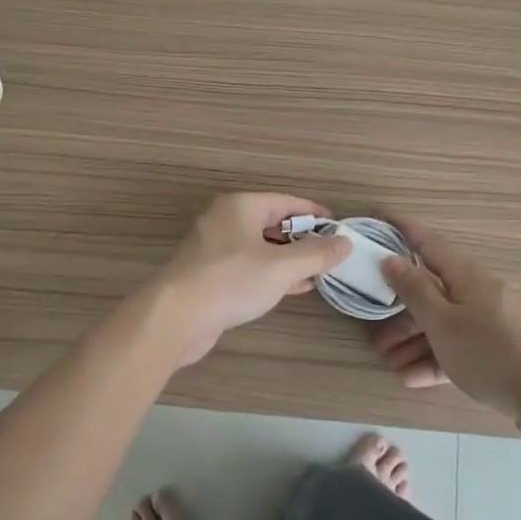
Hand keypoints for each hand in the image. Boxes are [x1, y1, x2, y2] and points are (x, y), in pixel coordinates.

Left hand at [139, 193, 351, 366]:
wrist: (175, 316)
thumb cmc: (231, 281)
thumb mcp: (282, 267)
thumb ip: (316, 254)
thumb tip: (345, 242)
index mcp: (241, 206)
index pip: (286, 202)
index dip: (314, 213)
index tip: (338, 226)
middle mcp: (225, 220)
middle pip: (272, 223)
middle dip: (302, 239)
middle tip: (330, 253)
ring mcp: (213, 248)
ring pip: (260, 247)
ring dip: (288, 259)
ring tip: (317, 272)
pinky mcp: (208, 275)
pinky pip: (247, 267)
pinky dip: (270, 274)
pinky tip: (292, 288)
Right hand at [371, 224, 520, 417]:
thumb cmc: (489, 350)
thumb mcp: (443, 322)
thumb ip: (414, 290)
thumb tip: (391, 258)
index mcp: (464, 275)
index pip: (428, 243)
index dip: (405, 230)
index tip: (382, 219)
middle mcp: (476, 292)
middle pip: (430, 292)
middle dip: (399, 312)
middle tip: (371, 333)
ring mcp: (487, 323)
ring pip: (441, 324)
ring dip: (412, 342)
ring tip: (387, 363)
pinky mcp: (495, 353)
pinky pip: (456, 349)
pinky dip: (433, 360)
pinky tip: (411, 379)